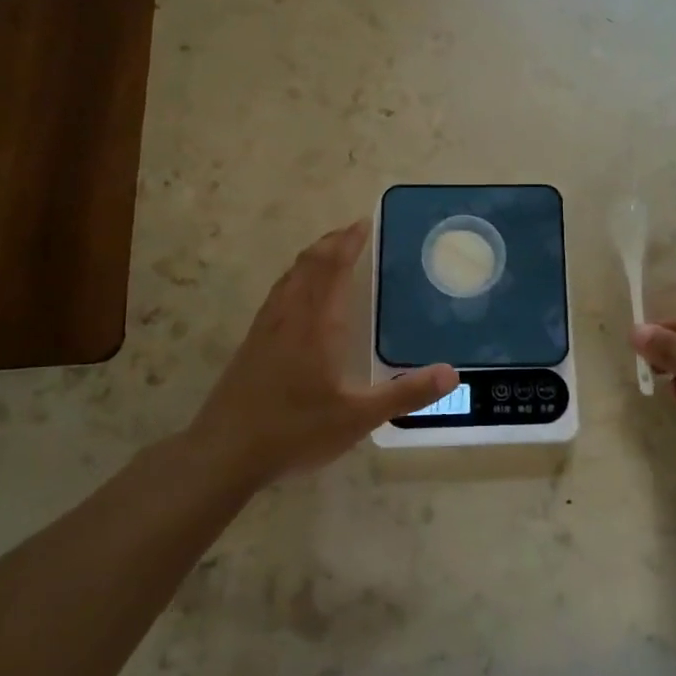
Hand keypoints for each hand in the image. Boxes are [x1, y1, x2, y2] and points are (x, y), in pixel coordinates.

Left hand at [187, 220, 456, 483]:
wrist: (223, 452)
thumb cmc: (294, 431)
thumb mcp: (357, 418)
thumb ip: (404, 394)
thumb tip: (451, 373)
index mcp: (316, 324)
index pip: (333, 268)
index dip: (348, 242)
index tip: (364, 222)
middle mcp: (289, 316)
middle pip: (309, 264)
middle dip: (331, 243)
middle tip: (353, 232)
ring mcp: (265, 328)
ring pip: (289, 277)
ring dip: (311, 258)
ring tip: (329, 253)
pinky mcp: (252, 343)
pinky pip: (277, 294)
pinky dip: (295, 278)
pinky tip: (298, 296)